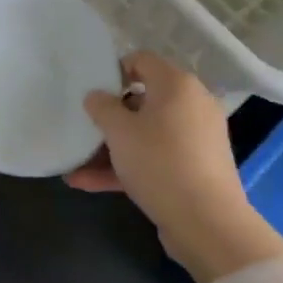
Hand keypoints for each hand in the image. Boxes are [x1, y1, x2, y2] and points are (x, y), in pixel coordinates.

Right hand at [65, 52, 282, 282]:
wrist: (207, 222)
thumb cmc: (160, 162)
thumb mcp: (119, 132)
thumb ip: (102, 107)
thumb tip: (96, 95)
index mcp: (177, 84)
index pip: (142, 60)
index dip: (114, 70)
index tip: (91, 90)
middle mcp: (191, 104)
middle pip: (144, 99)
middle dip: (110, 115)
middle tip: (84, 126)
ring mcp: (195, 138)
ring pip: (146, 134)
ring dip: (112, 147)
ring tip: (76, 162)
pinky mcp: (193, 168)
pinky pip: (155, 158)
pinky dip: (127, 167)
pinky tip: (88, 183)